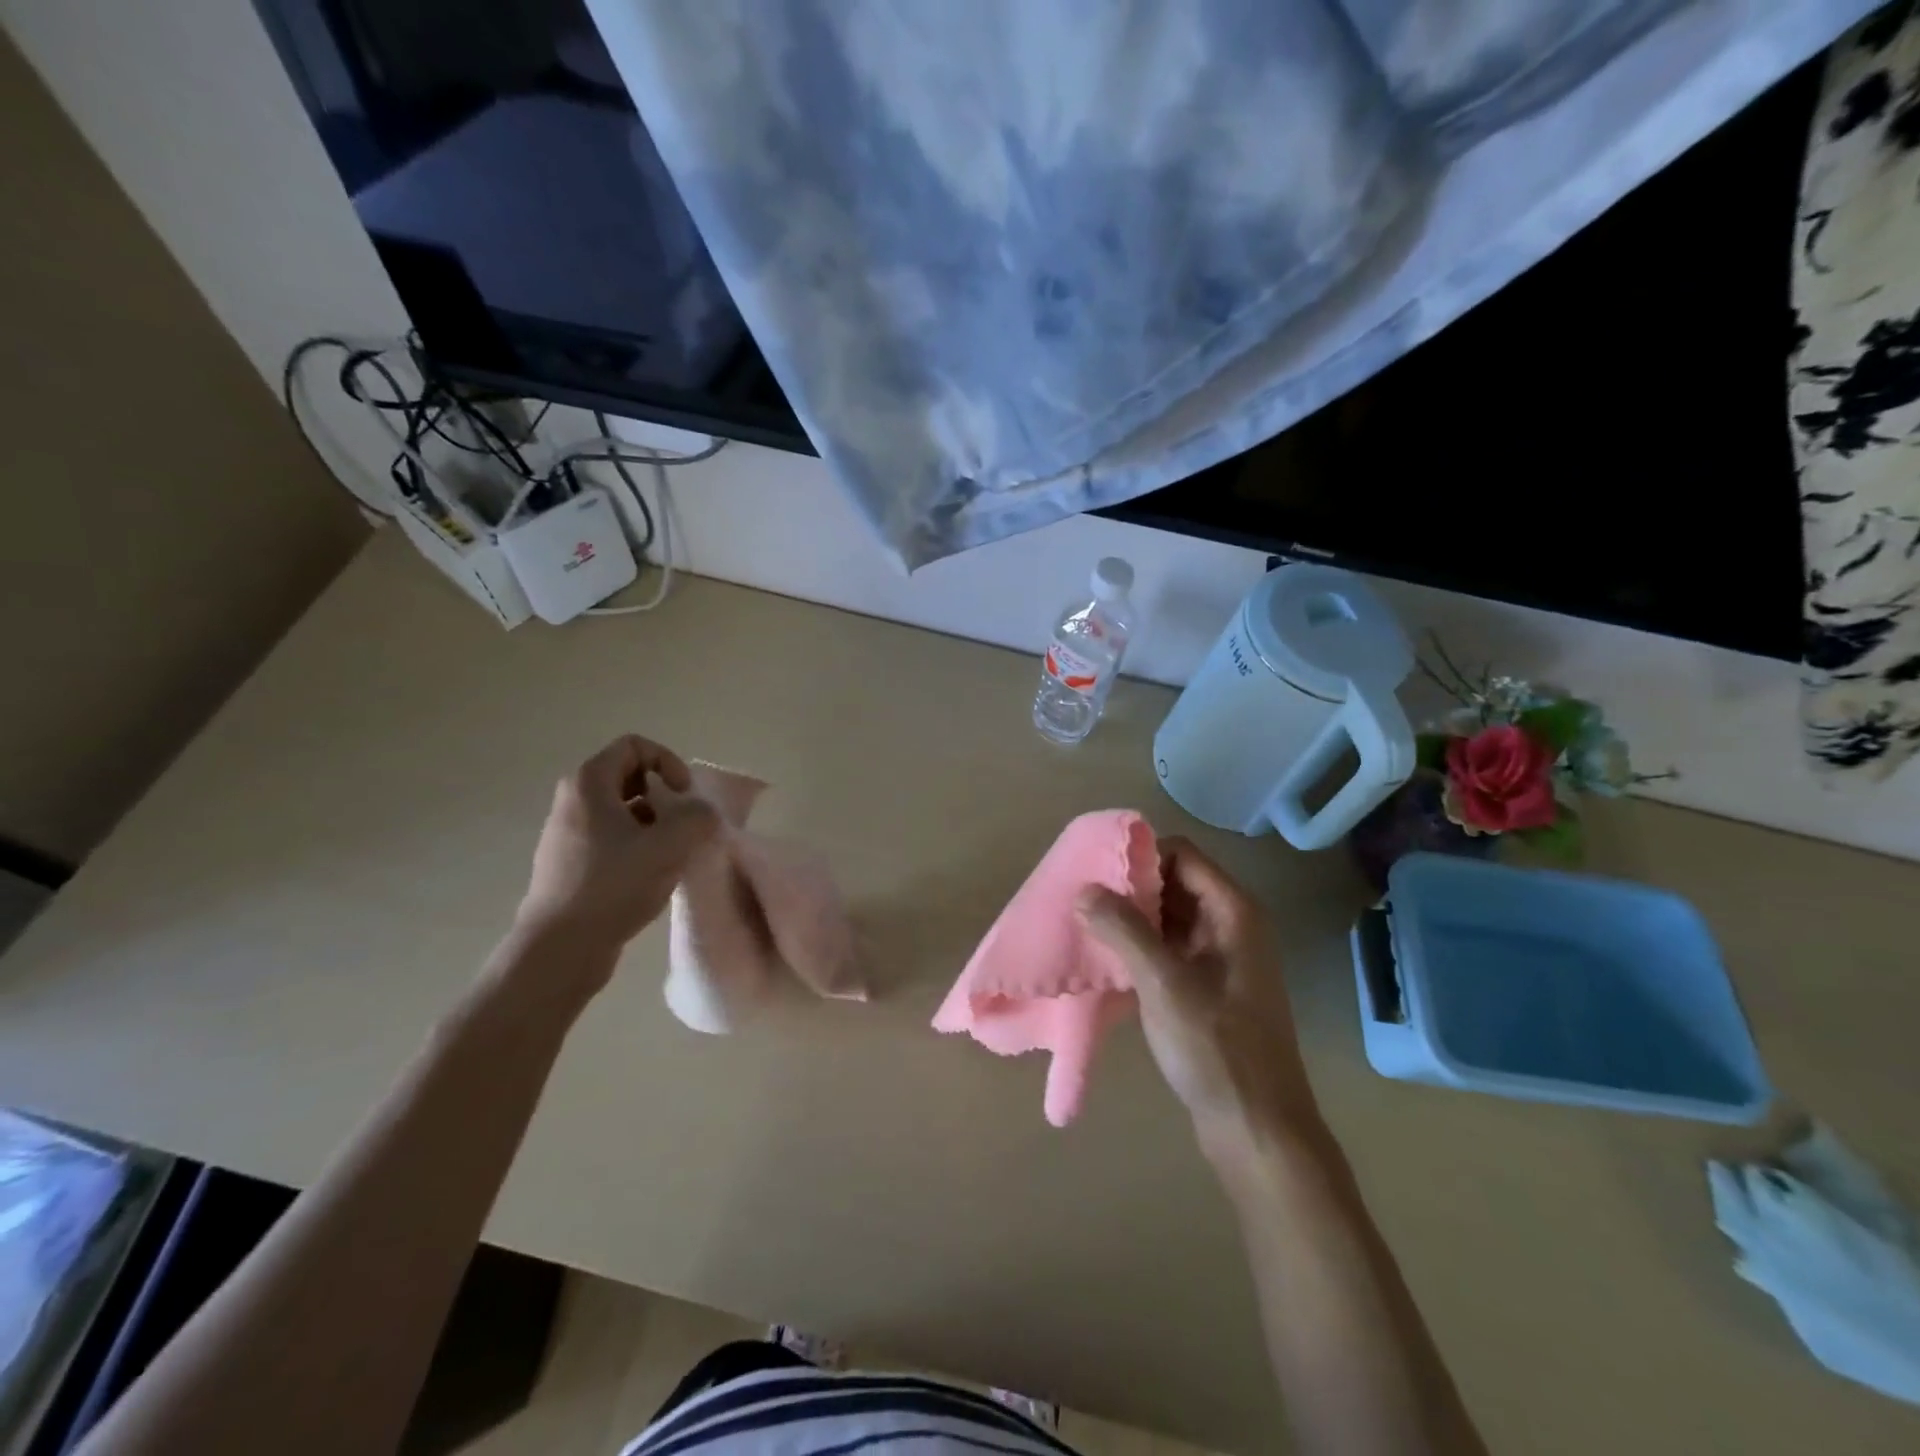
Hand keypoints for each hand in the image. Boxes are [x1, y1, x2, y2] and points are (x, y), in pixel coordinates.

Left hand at [514, 735, 718, 965]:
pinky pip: (613, 840)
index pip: (634, 746)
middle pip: (629, 778)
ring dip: (656, 825)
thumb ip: (698, 818)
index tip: (684, 796)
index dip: (668, 762)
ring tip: (673, 855)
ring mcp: (569, 835)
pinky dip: (639, 847)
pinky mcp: (572, 865)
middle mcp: (573, 802)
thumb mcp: (668, 846)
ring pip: (623, 812)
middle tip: (683, 825)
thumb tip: (703, 814)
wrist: (559, 949)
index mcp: (588, 784)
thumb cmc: (612, 886)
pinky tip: (653, 878)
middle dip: (665, 796)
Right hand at [1078, 837, 1322, 1165]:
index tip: (1095, 868)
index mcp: (1233, 912)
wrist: (1258, 1130)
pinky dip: (1139, 947)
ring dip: (1131, 918)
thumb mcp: (1164, 984)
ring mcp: (1220, 958)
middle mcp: (1231, 925)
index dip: (1140, 854)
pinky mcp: (1208, 988)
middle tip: (1080, 895)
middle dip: (1129, 886)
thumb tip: (1084, 889)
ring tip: (1084, 922)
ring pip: (1168, 917)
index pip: (1181, 854)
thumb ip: (1123, 930)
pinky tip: (1105, 958)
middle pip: (1174, 882)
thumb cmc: (1216, 1048)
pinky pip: (1168, 949)